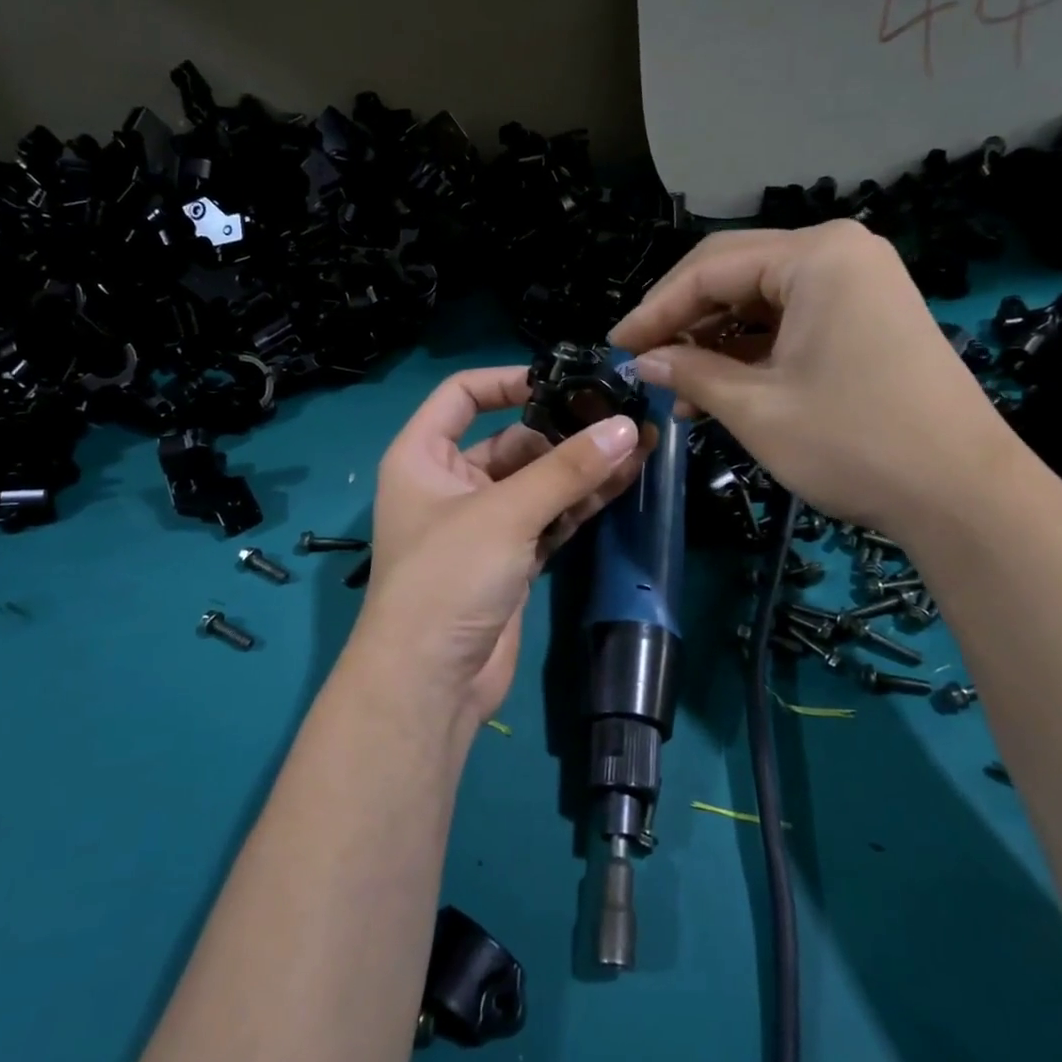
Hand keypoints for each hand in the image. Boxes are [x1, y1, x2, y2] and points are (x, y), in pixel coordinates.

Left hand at [348, 366, 645, 722]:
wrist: (430, 682)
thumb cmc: (448, 578)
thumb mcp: (504, 514)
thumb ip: (567, 469)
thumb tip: (626, 426)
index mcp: (422, 456)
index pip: (462, 395)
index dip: (508, 380)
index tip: (563, 379)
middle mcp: (450, 483)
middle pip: (511, 440)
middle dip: (564, 430)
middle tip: (621, 416)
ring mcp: (483, 524)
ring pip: (537, 482)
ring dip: (582, 467)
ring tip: (639, 443)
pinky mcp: (511, 559)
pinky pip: (549, 518)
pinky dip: (580, 503)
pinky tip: (624, 483)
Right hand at [608, 221, 1021, 540]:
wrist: (963, 494)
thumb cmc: (853, 443)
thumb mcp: (756, 408)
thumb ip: (691, 371)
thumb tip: (641, 359)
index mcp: (816, 256)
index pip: (710, 269)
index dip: (655, 309)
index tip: (615, 346)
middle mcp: (839, 254)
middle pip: (735, 275)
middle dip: (683, 320)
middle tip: (641, 360)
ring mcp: (859, 285)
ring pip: (760, 302)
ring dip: (714, 342)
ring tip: (676, 389)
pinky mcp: (867, 319)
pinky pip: (790, 323)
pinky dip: (751, 353)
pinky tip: (717, 389)